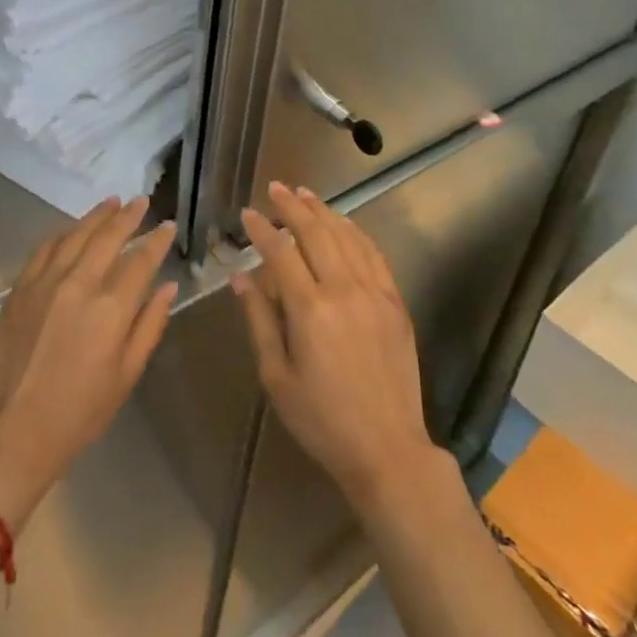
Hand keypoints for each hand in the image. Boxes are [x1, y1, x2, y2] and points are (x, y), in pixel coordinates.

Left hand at [0, 197, 178, 523]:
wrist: (16, 430)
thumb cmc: (81, 410)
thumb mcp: (127, 374)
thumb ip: (150, 325)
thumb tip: (168, 287)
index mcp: (110, 309)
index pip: (141, 261)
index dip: (157, 240)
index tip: (168, 225)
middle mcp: (79, 285)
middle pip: (108, 237)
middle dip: (128, 216)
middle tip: (142, 201)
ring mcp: (45, 283)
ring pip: (75, 235)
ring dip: (96, 216)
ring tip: (112, 202)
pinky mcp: (20, 290)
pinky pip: (44, 249)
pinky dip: (62, 234)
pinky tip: (72, 229)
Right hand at [233, 183, 436, 513]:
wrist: (387, 448)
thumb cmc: (321, 420)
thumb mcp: (277, 377)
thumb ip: (259, 320)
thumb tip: (241, 278)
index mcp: (310, 310)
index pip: (281, 252)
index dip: (262, 229)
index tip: (247, 213)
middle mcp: (344, 290)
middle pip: (316, 232)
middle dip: (292, 206)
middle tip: (275, 188)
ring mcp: (375, 293)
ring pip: (347, 236)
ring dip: (324, 211)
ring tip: (305, 194)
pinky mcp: (396, 302)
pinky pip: (374, 254)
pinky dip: (356, 232)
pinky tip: (344, 223)